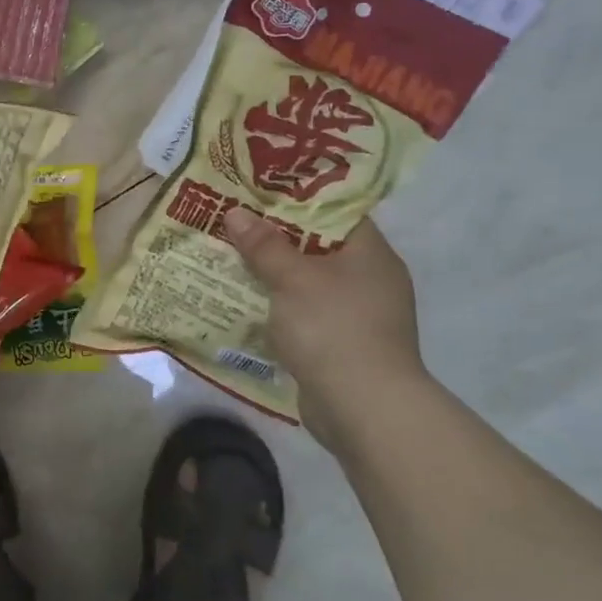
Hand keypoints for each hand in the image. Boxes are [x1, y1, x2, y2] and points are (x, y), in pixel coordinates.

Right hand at [222, 208, 423, 428]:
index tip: (258, 192)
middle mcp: (370, 279)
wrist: (364, 408)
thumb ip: (264, 245)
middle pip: (317, 246)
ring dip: (274, 275)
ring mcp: (359, 315)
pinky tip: (248, 303)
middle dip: (275, 238)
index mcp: (370, 253)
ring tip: (231, 258)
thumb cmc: (333, 328)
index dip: (296, 199)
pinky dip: (280, 307)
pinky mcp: (343, 345)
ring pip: (308, 282)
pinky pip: (306, 313)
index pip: (334, 211)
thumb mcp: (293, 279)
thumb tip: (236, 213)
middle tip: (235, 222)